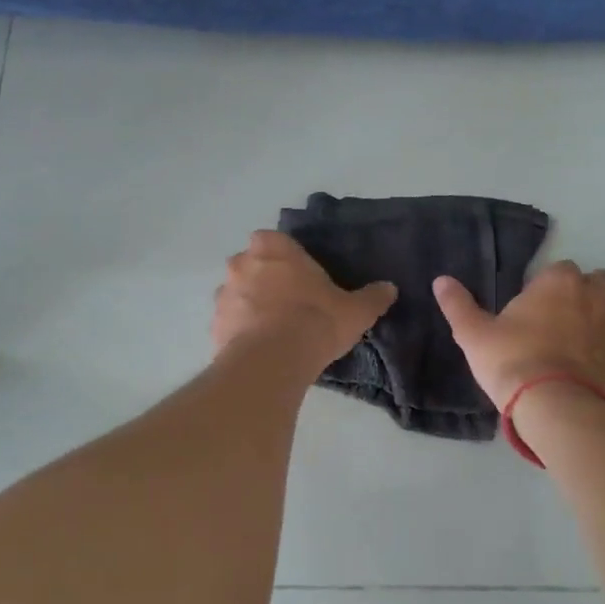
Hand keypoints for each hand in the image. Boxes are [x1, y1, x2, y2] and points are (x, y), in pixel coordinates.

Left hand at [212, 230, 396, 371]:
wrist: (272, 362)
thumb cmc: (315, 321)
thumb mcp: (355, 311)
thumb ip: (372, 297)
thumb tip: (389, 288)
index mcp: (273, 247)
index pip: (277, 241)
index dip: (289, 259)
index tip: (303, 279)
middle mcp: (242, 263)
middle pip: (254, 265)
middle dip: (267, 280)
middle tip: (291, 304)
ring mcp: (224, 294)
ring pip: (239, 294)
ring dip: (252, 306)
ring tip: (276, 331)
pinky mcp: (214, 325)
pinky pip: (231, 323)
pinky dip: (242, 332)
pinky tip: (262, 349)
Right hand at [433, 260, 604, 410]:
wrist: (553, 406)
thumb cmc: (511, 361)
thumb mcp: (474, 334)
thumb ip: (458, 304)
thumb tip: (440, 280)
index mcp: (559, 281)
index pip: (560, 268)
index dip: (547, 285)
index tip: (533, 306)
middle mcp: (594, 296)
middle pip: (598, 281)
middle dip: (584, 292)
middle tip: (559, 316)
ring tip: (582, 334)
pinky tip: (598, 357)